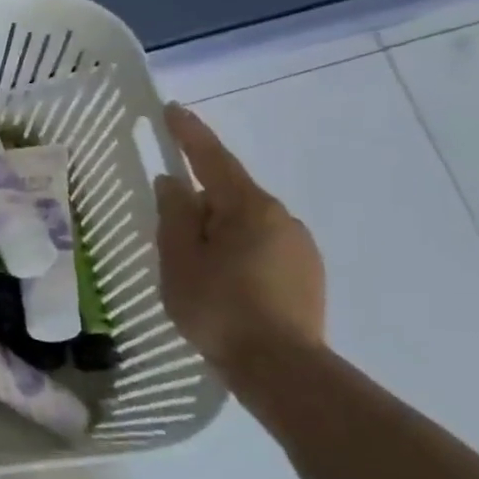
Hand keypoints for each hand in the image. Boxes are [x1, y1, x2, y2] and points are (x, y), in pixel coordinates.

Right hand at [154, 103, 325, 371]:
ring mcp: (300, 247)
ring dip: (218, 233)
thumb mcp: (180, 259)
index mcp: (248, 207)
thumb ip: (174, 215)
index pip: (212, 159)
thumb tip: (173, 183)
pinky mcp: (307, 275)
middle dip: (199, 203)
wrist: (282, 369)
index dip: (189, 133)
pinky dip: (237, 255)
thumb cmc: (219, 308)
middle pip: (229, 195)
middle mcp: (281, 217)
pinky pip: (262, 248)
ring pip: (246, 225)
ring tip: (196, 270)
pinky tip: (224, 286)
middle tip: (171, 234)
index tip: (171, 109)